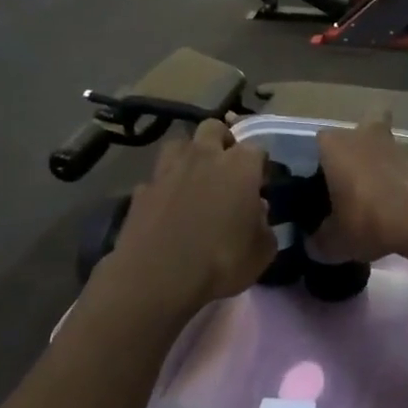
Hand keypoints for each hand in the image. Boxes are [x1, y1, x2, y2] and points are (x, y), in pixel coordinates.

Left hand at [104, 121, 274, 313]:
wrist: (156, 278)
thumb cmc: (220, 262)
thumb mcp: (261, 252)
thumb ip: (265, 225)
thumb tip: (258, 211)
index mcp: (240, 165)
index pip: (256, 147)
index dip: (259, 164)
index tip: (260, 183)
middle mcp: (204, 156)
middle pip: (214, 128)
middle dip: (222, 141)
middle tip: (227, 168)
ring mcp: (168, 169)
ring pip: (180, 144)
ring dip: (190, 155)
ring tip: (194, 178)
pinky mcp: (142, 189)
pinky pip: (158, 177)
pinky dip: (165, 186)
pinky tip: (167, 206)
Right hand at [313, 116, 407, 263]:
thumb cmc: (368, 220)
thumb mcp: (335, 243)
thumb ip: (319, 241)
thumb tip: (314, 245)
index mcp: (336, 146)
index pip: (320, 142)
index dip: (321, 161)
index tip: (322, 185)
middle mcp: (366, 136)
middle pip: (364, 125)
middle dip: (361, 143)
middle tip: (356, 174)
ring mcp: (399, 145)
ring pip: (389, 144)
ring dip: (386, 161)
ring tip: (382, 194)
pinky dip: (406, 179)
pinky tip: (404, 205)